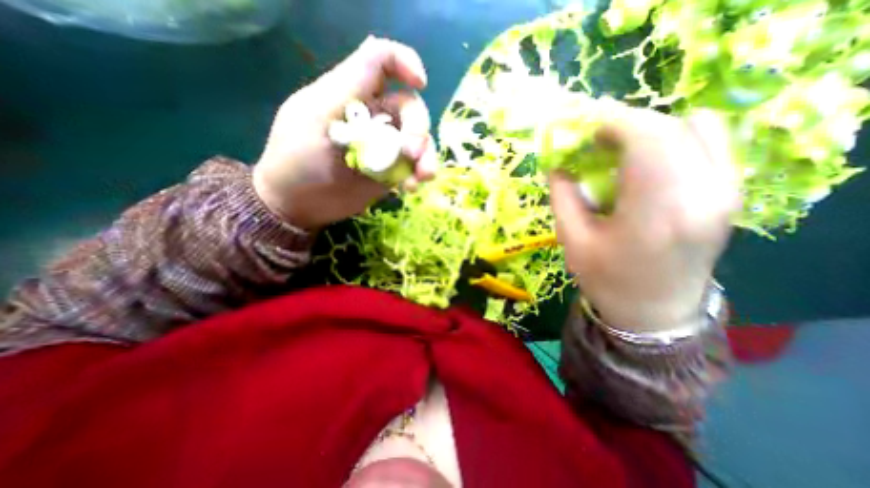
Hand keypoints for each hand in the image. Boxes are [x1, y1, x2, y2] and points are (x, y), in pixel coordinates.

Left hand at [255, 36, 438, 229]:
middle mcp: (373, 116)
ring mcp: (384, 146)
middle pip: (410, 108)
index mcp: (351, 94)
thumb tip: (375, 55)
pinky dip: (418, 175)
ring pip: (419, 140)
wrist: (299, 204)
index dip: (405, 62)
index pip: (381, 62)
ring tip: (421, 178)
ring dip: (426, 157)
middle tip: (411, 155)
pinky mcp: (389, 171)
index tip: (421, 82)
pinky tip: (410, 188)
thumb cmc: (296, 160)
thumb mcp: (313, 119)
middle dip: (418, 129)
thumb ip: (345, 89)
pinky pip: (414, 167)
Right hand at [549, 107, 739, 333]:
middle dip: (627, 123)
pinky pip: (709, 143)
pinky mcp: (729, 194)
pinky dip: (673, 138)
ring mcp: (724, 192)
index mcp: (655, 212)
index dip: (613, 122)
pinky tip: (647, 160)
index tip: (585, 128)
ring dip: (650, 130)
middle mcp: (702, 194)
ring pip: (695, 128)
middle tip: (595, 139)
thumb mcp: (571, 239)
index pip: (647, 139)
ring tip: (618, 148)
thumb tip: (558, 163)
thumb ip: (562, 195)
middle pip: (671, 127)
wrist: (654, 312)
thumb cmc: (606, 279)